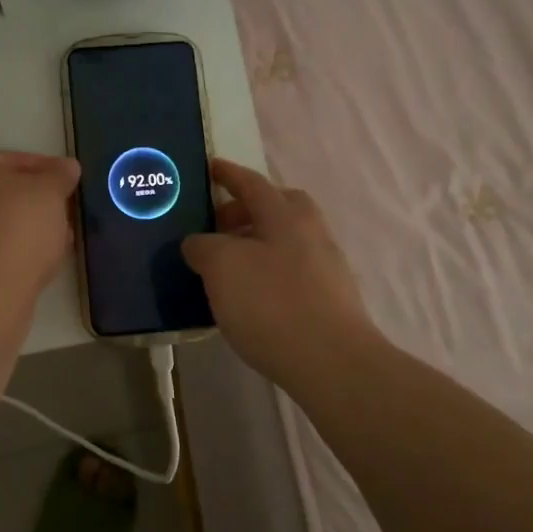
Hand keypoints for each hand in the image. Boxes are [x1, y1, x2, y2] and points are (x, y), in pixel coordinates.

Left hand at [0, 150, 80, 296]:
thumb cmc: (16, 227)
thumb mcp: (49, 191)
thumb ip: (59, 175)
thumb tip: (67, 167)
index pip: (6, 160)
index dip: (43, 168)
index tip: (67, 181)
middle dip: (33, 201)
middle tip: (64, 210)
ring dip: (25, 227)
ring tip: (58, 238)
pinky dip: (10, 250)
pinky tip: (38, 260)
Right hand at [183, 160, 377, 384]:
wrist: (333, 363)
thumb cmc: (272, 303)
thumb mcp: (221, 267)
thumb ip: (203, 246)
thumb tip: (199, 244)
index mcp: (285, 214)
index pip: (251, 183)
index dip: (228, 174)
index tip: (210, 168)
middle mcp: (310, 232)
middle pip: (278, 208)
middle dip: (247, 210)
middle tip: (217, 226)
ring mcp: (326, 267)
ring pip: (285, 241)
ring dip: (256, 245)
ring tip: (226, 268)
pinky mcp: (330, 300)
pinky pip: (291, 271)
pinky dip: (268, 272)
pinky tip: (249, 298)